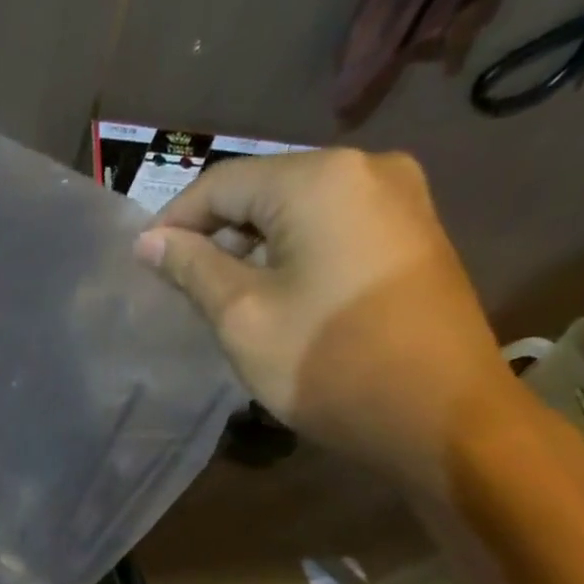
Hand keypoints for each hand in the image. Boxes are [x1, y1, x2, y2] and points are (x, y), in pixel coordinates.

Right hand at [134, 149, 522, 495]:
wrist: (440, 416)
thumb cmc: (328, 364)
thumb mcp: (243, 317)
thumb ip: (193, 269)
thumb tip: (149, 241)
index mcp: (319, 178)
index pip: (222, 182)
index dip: (173, 221)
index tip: (143, 264)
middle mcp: (366, 168)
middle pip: (264, 189)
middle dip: (215, 234)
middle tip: (179, 286)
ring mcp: (400, 198)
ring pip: (299, 210)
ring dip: (252, 246)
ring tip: (220, 296)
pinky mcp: (414, 234)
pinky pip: (333, 228)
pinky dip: (293, 253)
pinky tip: (275, 294)